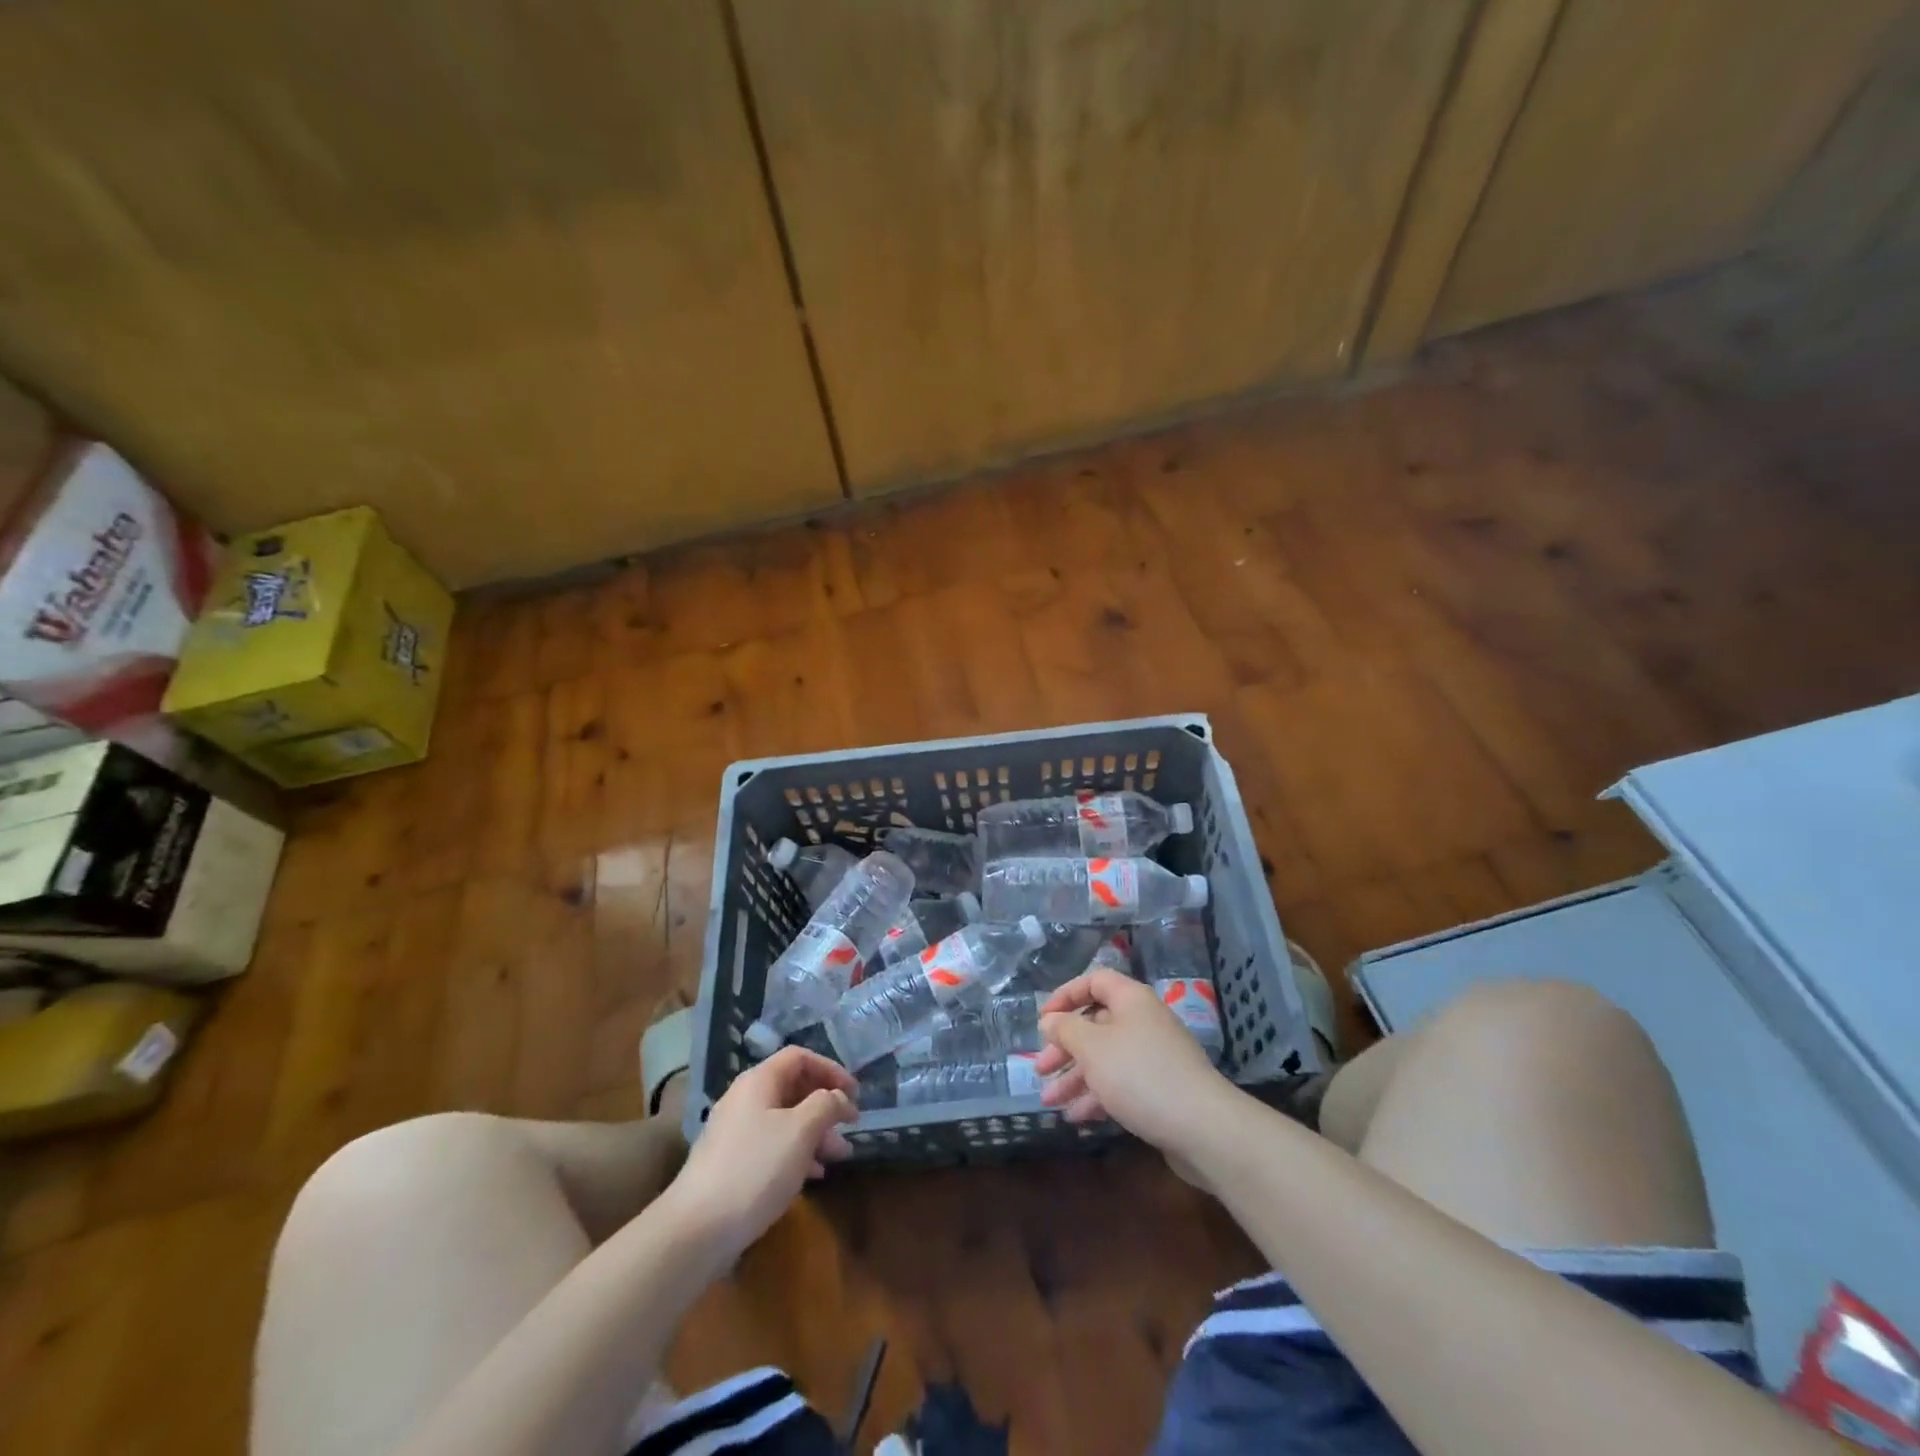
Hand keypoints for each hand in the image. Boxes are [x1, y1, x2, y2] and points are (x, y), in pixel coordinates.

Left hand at [664, 1047, 857, 1259]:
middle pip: (793, 1088)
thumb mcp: (801, 1130)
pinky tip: (814, 1175)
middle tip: (850, 1126)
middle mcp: (745, 1099)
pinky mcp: (732, 1164)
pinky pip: (772, 1146)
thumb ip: (826, 1105)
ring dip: (816, 1133)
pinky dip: (797, 1153)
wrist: (696, 1230)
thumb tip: (837, 1097)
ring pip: (785, 1120)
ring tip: (840, 1156)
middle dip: (826, 1106)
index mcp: (758, 1081)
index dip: (831, 1069)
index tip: (855, 1093)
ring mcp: (735, 1133)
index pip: (800, 1057)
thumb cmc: (755, 1168)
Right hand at [1035, 969, 1232, 1152]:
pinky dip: (1098, 1096)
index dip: (1066, 995)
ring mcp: (1154, 1057)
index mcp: (1131, 1000)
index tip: (1043, 1020)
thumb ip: (1066, 1030)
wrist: (1203, 1128)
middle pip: (1097, 1024)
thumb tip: (1050, 1019)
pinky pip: (1122, 1084)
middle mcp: (1144, 1021)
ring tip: (1049, 1101)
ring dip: (1076, 1078)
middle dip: (1066, 1047)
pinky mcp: (1161, 1089)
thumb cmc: (1140, 1075)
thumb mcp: (1093, 1048)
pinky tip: (1077, 1118)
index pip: (1094, 981)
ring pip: (1106, 1058)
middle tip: (1041, 1069)